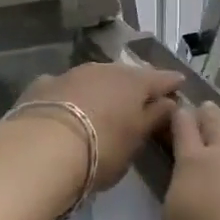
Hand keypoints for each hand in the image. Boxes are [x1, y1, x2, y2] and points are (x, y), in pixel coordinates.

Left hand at [17, 63, 183, 191]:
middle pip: (127, 75)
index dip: (171, 83)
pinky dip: (71, 96)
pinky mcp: (43, 85)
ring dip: (103, 89)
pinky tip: (67, 108)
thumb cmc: (100, 149)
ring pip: (95, 77)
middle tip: (141, 99)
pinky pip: (65, 88)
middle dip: (135, 85)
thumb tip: (168, 102)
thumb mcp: (135, 142)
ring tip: (104, 105)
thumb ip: (153, 119)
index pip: (161, 78)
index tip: (180, 85)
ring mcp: (72, 74)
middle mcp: (105, 70)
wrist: (40, 149)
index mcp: (134, 82)